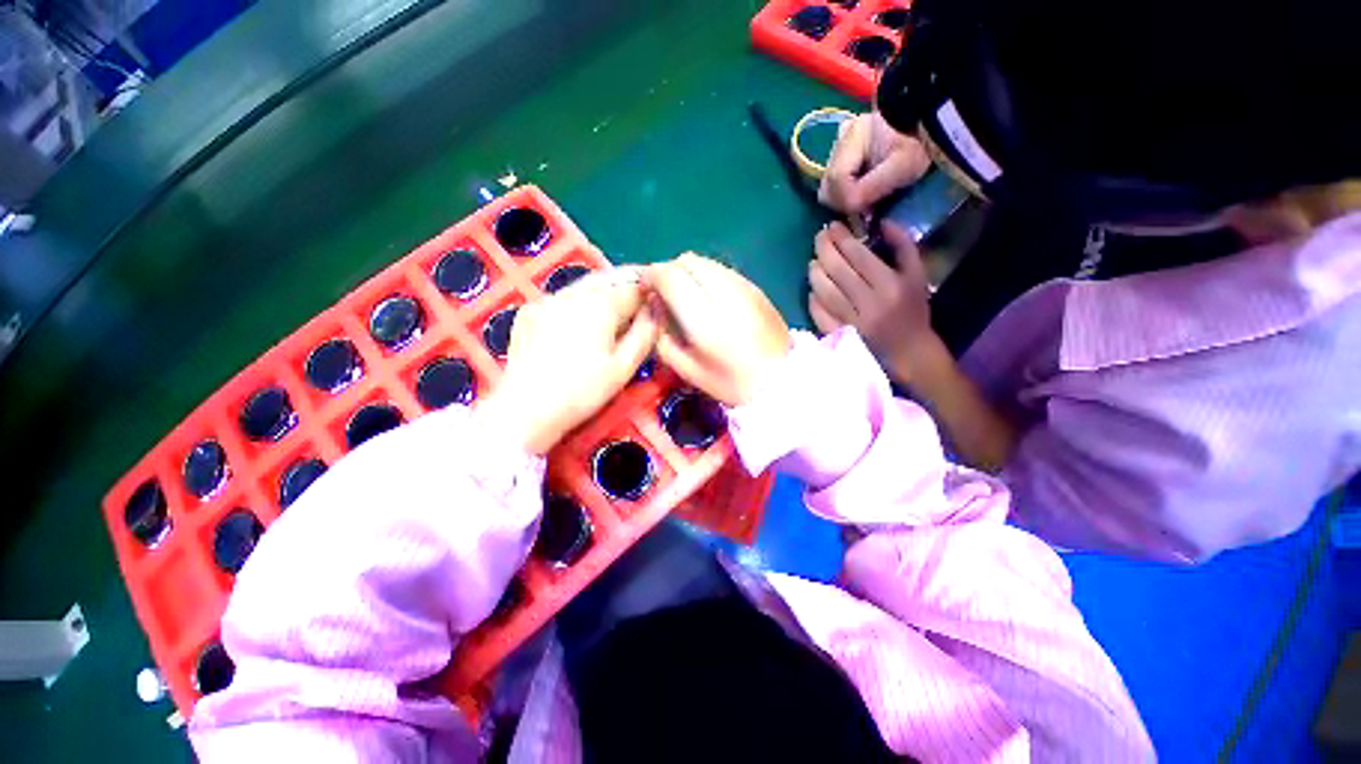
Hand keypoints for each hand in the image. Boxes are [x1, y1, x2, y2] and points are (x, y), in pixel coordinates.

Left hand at [483, 269, 657, 454]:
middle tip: (639, 307)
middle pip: (609, 279)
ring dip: (604, 293)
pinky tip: (580, 324)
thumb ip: (645, 334)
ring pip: (585, 285)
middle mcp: (573, 292)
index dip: (650, 294)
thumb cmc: (582, 392)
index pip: (634, 287)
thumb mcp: (623, 367)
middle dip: (627, 287)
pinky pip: (563, 297)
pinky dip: (579, 303)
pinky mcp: (530, 311)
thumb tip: (657, 310)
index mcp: (600, 304)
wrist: (525, 410)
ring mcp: (547, 298)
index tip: (657, 306)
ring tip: (613, 316)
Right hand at [643, 254, 790, 406]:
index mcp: (706, 320)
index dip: (651, 276)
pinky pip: (722, 269)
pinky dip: (707, 276)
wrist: (781, 382)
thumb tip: (655, 305)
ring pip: (705, 261)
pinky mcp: (757, 287)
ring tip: (687, 296)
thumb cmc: (731, 383)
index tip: (646, 289)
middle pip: (687, 260)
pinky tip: (710, 299)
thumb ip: (662, 337)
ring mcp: (745, 287)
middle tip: (665, 293)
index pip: (671, 276)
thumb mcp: (687, 370)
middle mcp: (726, 294)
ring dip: (688, 272)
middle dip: (669, 271)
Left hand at [808, 221, 943, 383]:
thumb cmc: (913, 310)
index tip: (833, 226)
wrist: (908, 351)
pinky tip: (812, 290)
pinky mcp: (840, 336)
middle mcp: (869, 303)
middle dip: (825, 249)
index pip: (859, 256)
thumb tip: (884, 222)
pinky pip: (820, 316)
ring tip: (813, 261)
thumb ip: (904, 246)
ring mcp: (852, 322)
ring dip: (815, 273)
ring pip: (825, 292)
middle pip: (838, 271)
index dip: (842, 238)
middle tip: (819, 237)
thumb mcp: (917, 275)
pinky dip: (813, 301)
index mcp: (890, 285)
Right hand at [819, 111, 931, 216]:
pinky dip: (846, 192)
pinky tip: (864, 191)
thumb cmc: (919, 143)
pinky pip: (834, 182)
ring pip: (828, 186)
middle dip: (844, 202)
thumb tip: (849, 209)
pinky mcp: (841, 153)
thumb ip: (873, 188)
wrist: (927, 125)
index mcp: (853, 135)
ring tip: (868, 199)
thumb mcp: (903, 167)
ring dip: (844, 199)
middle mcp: (840, 139)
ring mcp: (838, 145)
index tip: (866, 211)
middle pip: (828, 185)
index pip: (837, 179)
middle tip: (867, 209)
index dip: (847, 200)